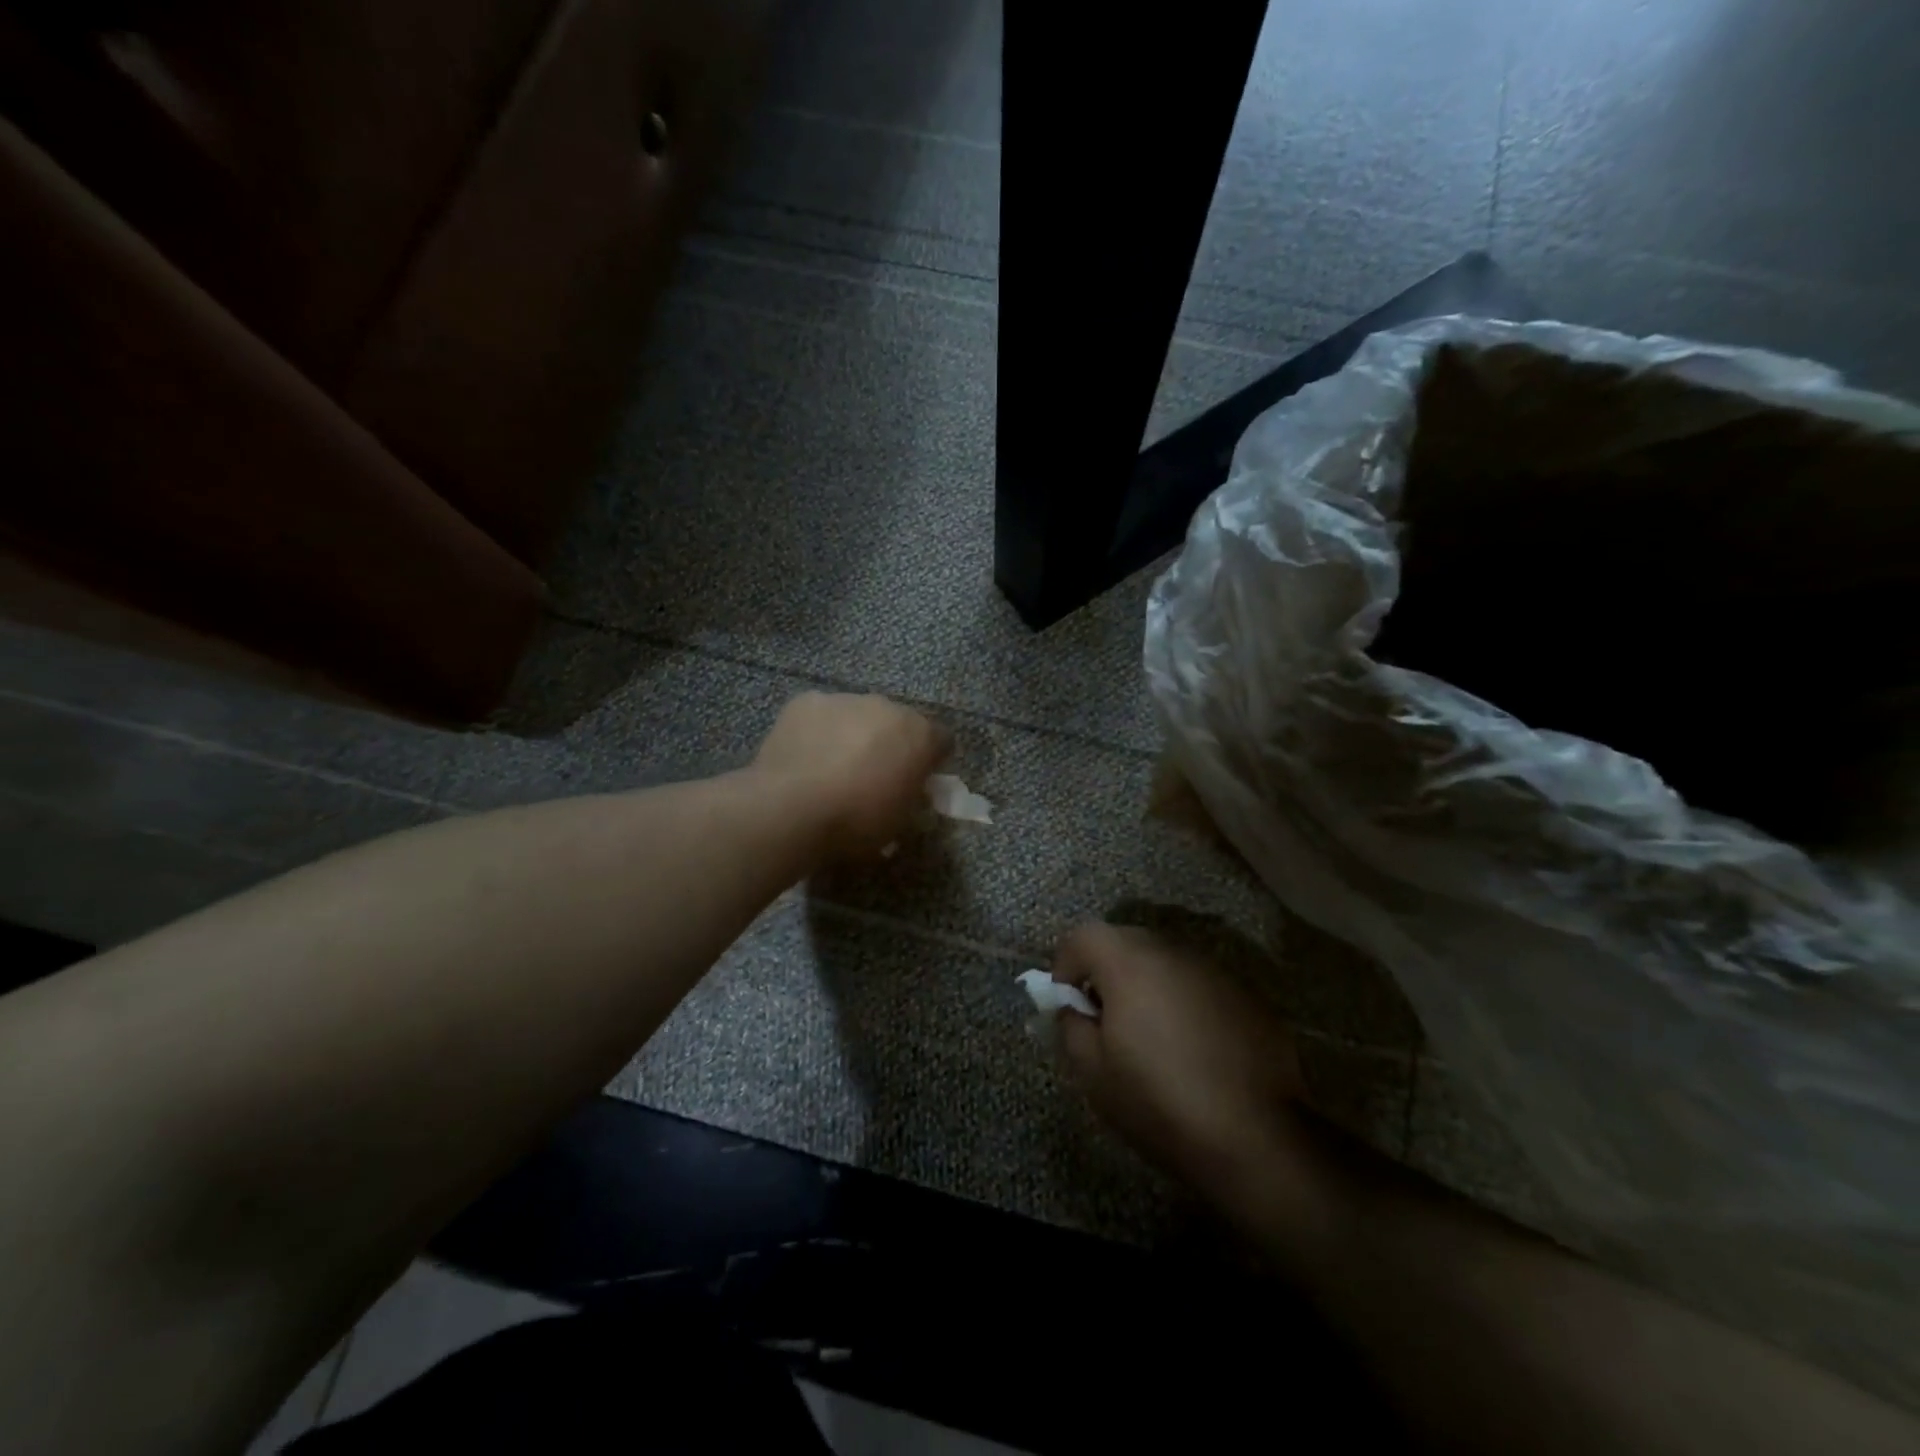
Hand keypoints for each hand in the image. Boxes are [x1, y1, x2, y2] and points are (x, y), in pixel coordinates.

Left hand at [752, 692, 950, 858]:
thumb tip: (907, 790)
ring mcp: (845, 699)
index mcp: (920, 735)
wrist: (792, 809)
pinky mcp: (807, 701)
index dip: (931, 762)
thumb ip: (911, 798)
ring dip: (854, 735)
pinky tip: (804, 758)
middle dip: (891, 743)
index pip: (942, 741)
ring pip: (858, 715)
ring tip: (832, 768)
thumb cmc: (856, 822)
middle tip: (873, 776)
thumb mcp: (899, 823)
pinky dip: (818, 731)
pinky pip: (821, 714)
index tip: (917, 782)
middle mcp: (888, 707)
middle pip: (898, 722)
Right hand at [1052, 922, 1306, 1201]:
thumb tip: (1074, 1009)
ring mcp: (1214, 970)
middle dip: (1106, 972)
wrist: (1258, 1138)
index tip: (1069, 1005)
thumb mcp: (1093, 1073)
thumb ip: (1071, 1026)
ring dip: (1147, 986)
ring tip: (1151, 1037)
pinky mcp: (1247, 995)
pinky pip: (1199, 985)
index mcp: (1129, 962)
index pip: (1082, 936)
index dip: (1065, 966)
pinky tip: (1194, 1050)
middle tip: (1105, 1020)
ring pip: (1165, 962)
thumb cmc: (1160, 1102)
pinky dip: (1185, 1003)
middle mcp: (1172, 951)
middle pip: (1125, 942)